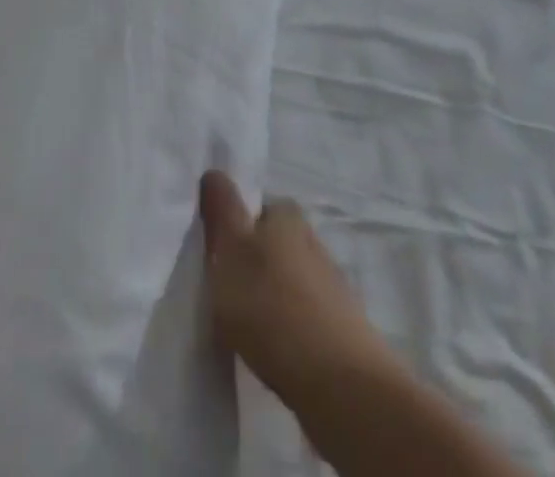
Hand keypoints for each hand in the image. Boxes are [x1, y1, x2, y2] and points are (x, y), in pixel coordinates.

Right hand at [200, 171, 398, 406]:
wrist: (339, 383)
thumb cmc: (273, 305)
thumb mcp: (231, 251)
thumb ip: (221, 210)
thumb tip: (214, 171)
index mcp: (287, 215)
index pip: (256, 207)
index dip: (236, 227)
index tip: (218, 255)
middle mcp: (312, 239)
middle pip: (273, 243)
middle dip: (253, 262)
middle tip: (227, 292)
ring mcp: (330, 283)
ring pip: (289, 279)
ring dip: (271, 296)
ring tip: (248, 326)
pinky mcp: (340, 326)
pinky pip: (303, 314)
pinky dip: (288, 326)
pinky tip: (275, 349)